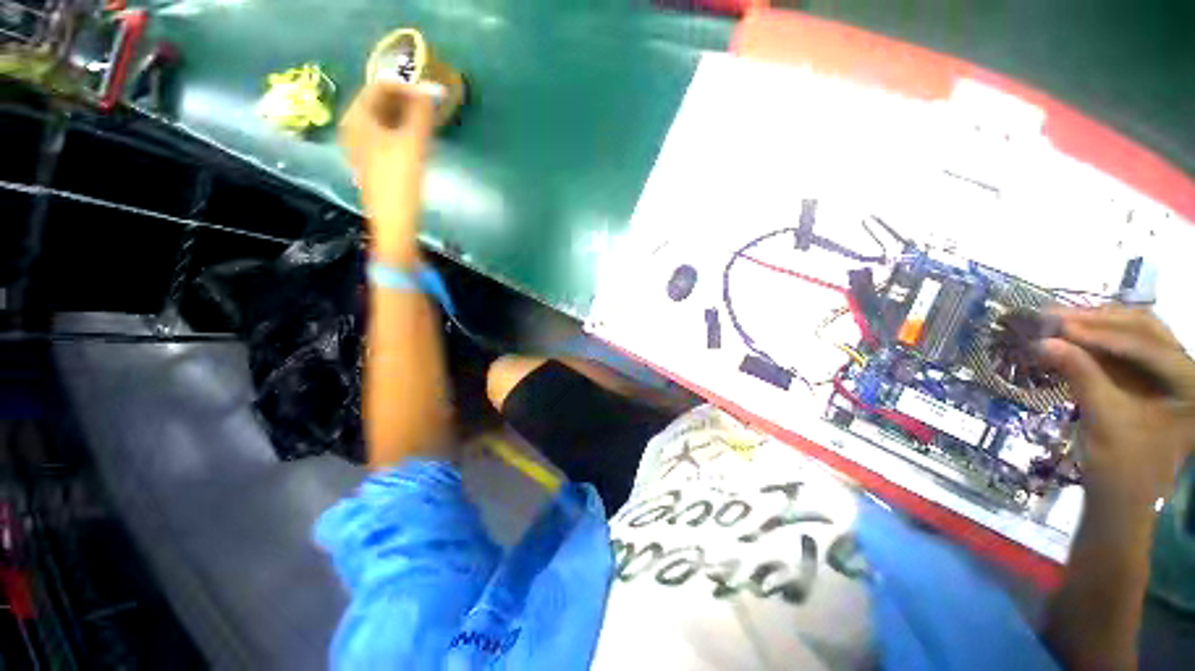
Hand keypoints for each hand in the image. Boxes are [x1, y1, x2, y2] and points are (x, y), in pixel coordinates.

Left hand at [340, 82, 434, 251]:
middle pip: (379, 102)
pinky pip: (384, 135)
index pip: (379, 86)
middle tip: (430, 107)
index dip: (406, 85)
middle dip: (405, 100)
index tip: (430, 93)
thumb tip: (433, 89)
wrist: (394, 223)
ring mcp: (360, 146)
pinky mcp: (371, 162)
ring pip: (383, 119)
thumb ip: (422, 113)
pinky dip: (400, 131)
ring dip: (405, 116)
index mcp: (357, 119)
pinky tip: (416, 140)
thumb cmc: (399, 182)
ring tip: (427, 122)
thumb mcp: (413, 144)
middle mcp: (353, 128)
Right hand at [1039, 307, 1194, 512]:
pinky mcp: (1146, 380)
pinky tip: (1069, 338)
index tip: (1058, 325)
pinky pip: (1121, 350)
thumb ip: (1080, 375)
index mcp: (1190, 385)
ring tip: (1057, 323)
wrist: (1123, 499)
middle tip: (1054, 316)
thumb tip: (1043, 342)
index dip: (1102, 333)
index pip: (1147, 345)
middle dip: (1098, 321)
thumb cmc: (1122, 468)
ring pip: (1132, 334)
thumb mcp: (1104, 421)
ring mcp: (1166, 374)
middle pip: (1144, 329)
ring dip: (1095, 326)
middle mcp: (1185, 371)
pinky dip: (1094, 341)